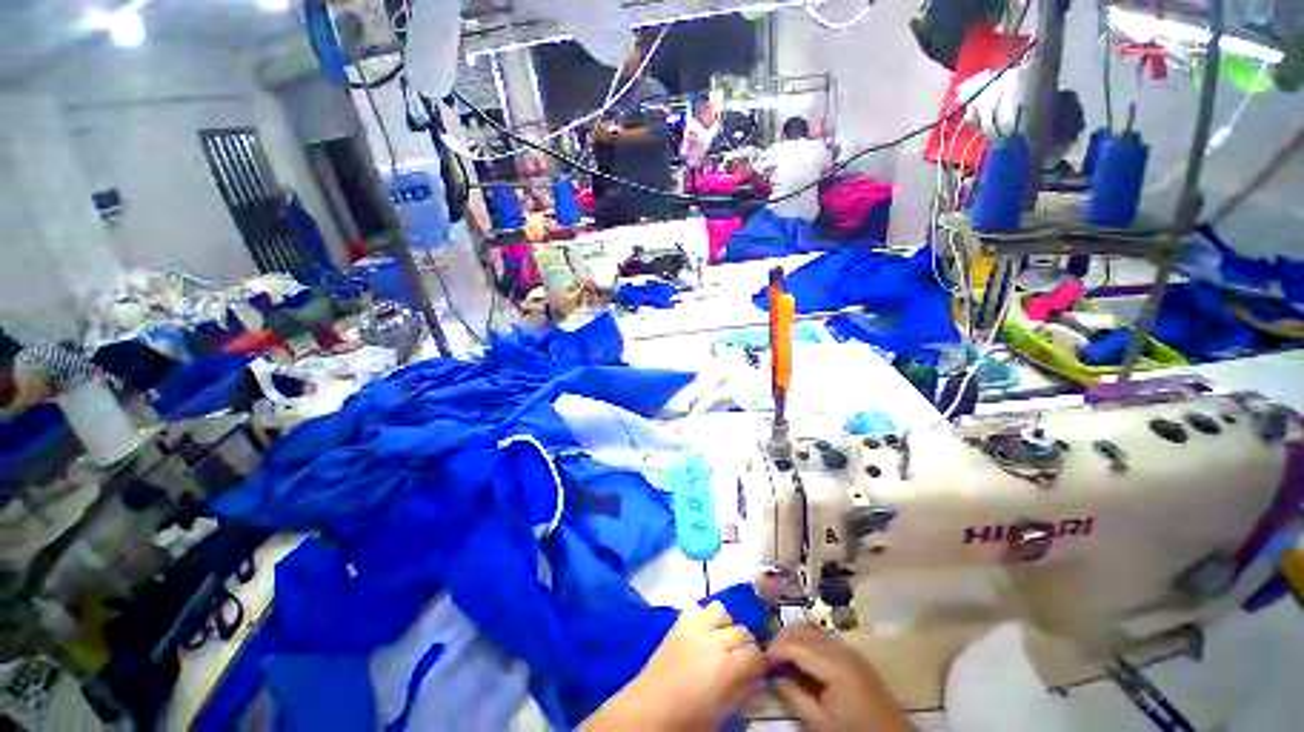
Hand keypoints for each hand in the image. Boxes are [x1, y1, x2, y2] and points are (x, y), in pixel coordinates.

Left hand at [584, 602, 764, 730]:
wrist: (649, 708)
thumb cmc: (688, 719)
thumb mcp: (723, 712)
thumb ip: (743, 691)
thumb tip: (758, 679)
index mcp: (728, 665)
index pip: (755, 654)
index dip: (761, 662)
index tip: (760, 670)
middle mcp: (714, 639)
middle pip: (742, 631)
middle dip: (747, 645)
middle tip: (744, 660)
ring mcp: (695, 627)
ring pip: (722, 611)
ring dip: (727, 624)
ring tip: (723, 640)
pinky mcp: (679, 623)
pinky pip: (697, 607)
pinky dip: (704, 615)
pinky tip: (703, 631)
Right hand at [766, 624, 914, 731]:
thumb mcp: (821, 724)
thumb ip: (794, 697)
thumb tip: (772, 676)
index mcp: (834, 663)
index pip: (794, 645)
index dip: (773, 650)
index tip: (758, 661)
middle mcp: (840, 648)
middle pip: (802, 631)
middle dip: (781, 641)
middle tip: (767, 661)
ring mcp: (848, 649)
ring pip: (811, 631)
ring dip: (793, 640)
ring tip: (780, 661)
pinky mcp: (853, 656)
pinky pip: (822, 640)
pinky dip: (806, 645)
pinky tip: (800, 663)